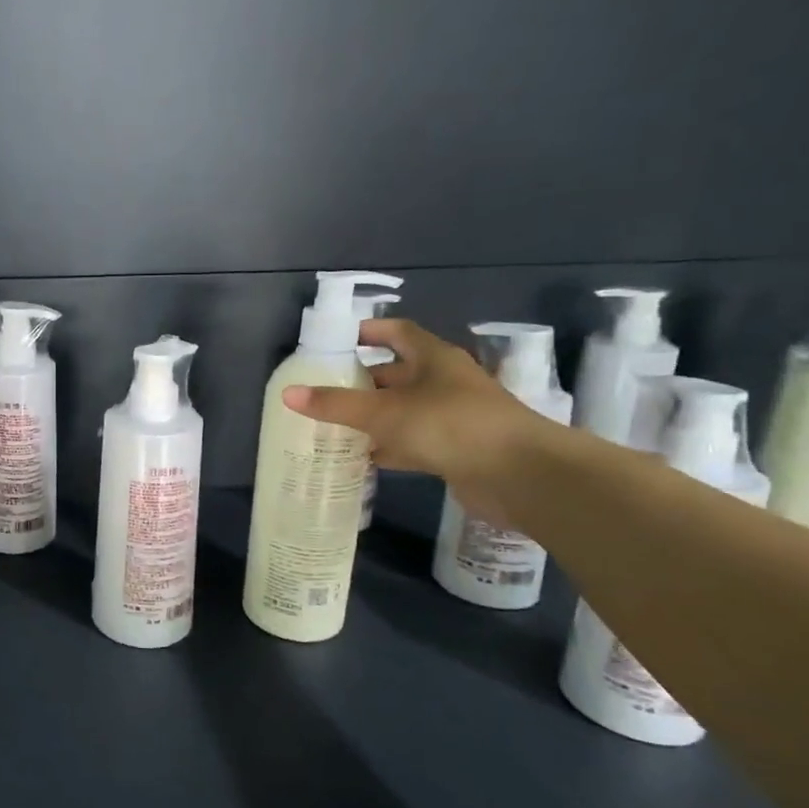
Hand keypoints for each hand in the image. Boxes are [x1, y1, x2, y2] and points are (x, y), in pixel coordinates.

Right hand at [281, 319, 553, 525]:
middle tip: (322, 389)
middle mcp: (444, 382)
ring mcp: (452, 417)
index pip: (397, 333)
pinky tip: (361, 457)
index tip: (336, 341)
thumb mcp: (386, 412)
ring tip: (331, 424)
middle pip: (396, 373)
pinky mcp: (455, 450)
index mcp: (433, 359)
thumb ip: (336, 405)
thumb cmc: (452, 426)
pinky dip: (387, 447)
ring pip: (402, 410)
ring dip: (372, 417)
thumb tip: (288, 394)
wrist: (521, 475)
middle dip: (361, 380)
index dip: (367, 332)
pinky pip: (411, 442)